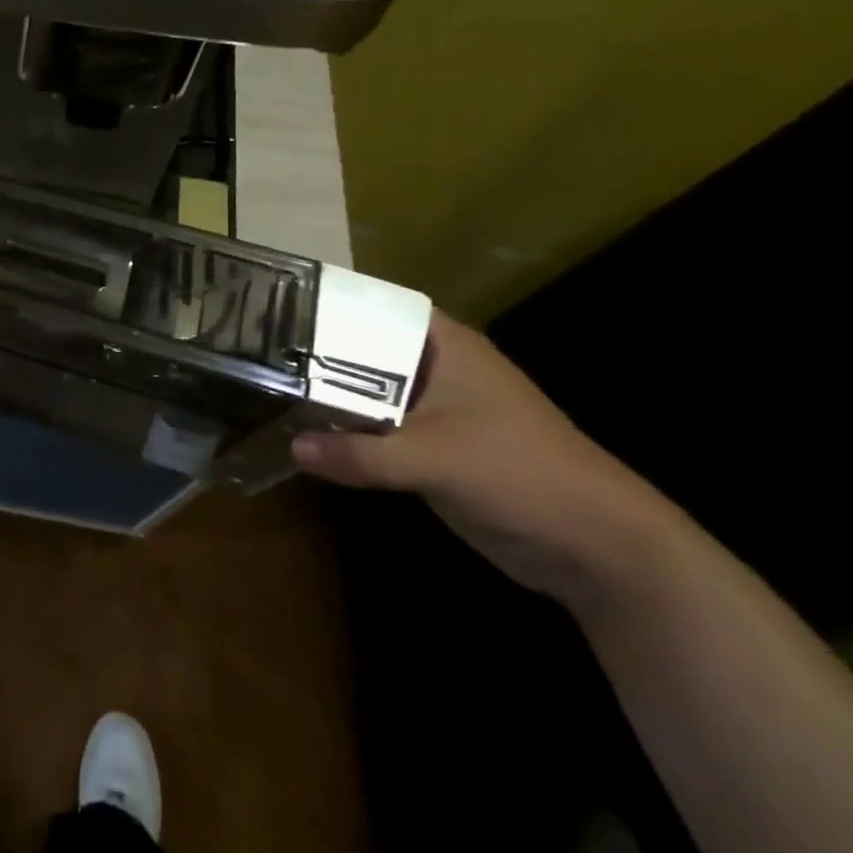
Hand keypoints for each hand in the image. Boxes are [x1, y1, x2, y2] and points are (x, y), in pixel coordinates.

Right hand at [292, 312, 664, 602]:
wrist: (598, 549)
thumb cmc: (521, 473)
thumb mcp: (434, 459)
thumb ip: (360, 453)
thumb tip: (291, 446)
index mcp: (445, 345)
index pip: (373, 306)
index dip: (325, 304)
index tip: (271, 306)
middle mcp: (435, 368)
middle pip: (362, 349)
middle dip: (314, 352)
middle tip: (254, 349)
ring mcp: (433, 408)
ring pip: (365, 390)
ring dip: (326, 394)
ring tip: (264, 385)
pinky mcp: (431, 446)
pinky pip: (375, 428)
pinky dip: (345, 430)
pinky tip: (302, 430)